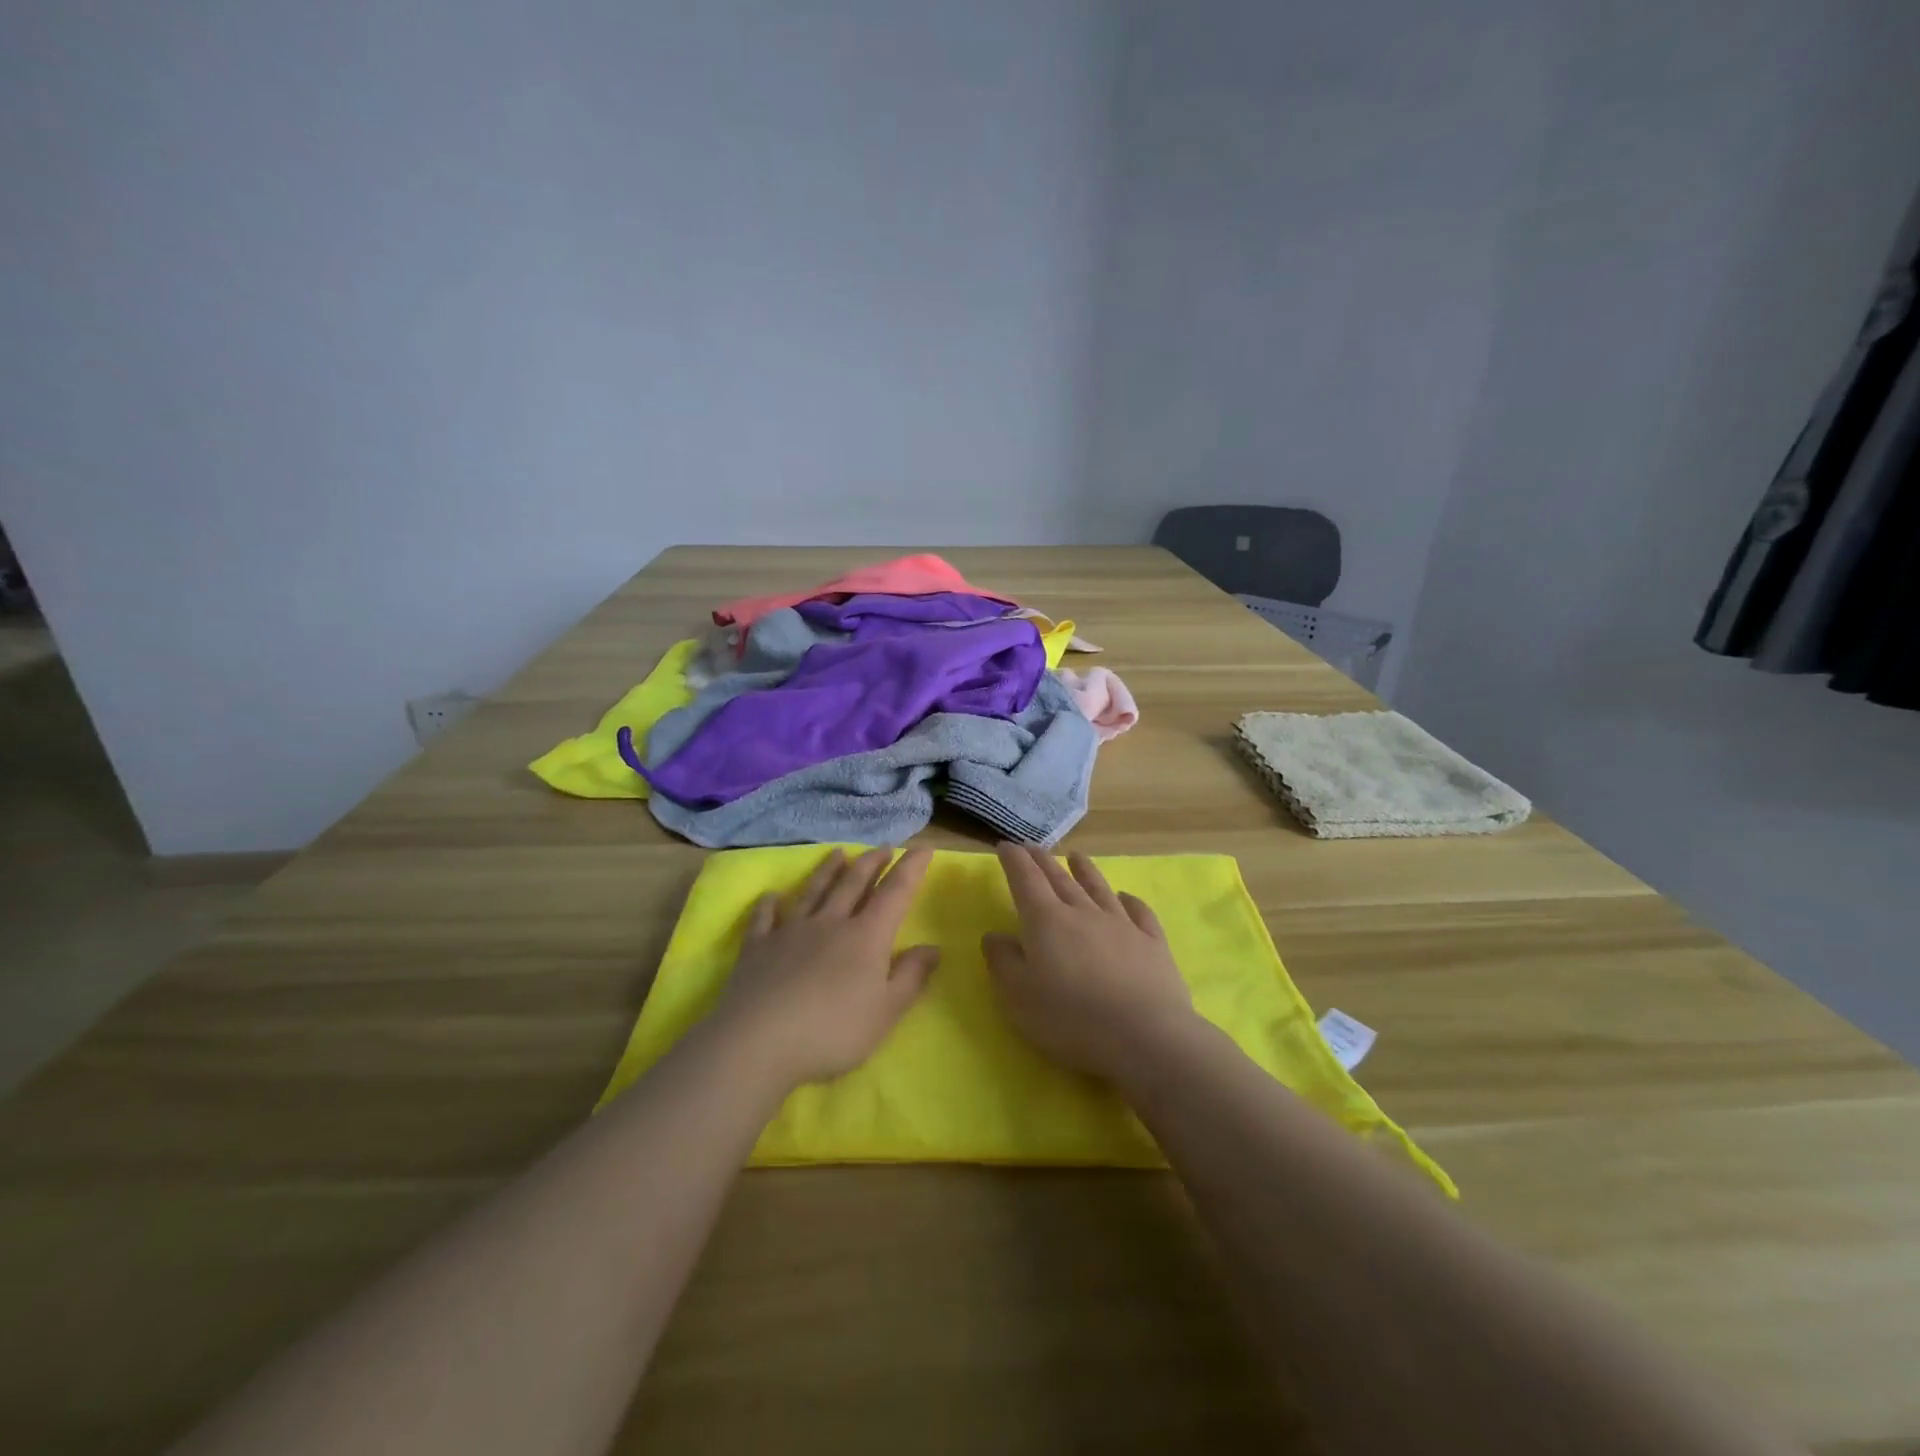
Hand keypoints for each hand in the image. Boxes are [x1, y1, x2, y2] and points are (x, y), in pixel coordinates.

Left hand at [715, 847, 939, 1087]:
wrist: (759, 1042)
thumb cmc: (833, 1031)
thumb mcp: (886, 1012)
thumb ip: (911, 977)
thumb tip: (933, 947)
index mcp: (866, 937)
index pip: (895, 893)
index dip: (910, 869)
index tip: (922, 848)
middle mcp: (830, 923)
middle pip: (853, 884)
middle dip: (871, 863)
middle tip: (882, 847)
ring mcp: (791, 931)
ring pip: (813, 892)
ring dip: (827, 870)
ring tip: (838, 853)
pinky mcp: (758, 947)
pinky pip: (765, 918)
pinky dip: (769, 904)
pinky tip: (771, 896)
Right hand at [982, 843, 1198, 1082]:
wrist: (1145, 1036)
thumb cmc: (1071, 1018)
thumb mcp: (1019, 996)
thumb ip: (1003, 961)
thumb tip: (994, 935)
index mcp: (1047, 921)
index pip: (1026, 880)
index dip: (1014, 860)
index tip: (1005, 845)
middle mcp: (1083, 913)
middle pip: (1060, 879)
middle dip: (1043, 861)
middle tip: (1032, 847)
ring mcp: (1122, 925)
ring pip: (1099, 889)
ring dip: (1085, 870)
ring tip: (1076, 856)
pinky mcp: (1152, 944)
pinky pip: (1139, 913)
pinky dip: (1131, 901)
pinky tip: (1127, 897)